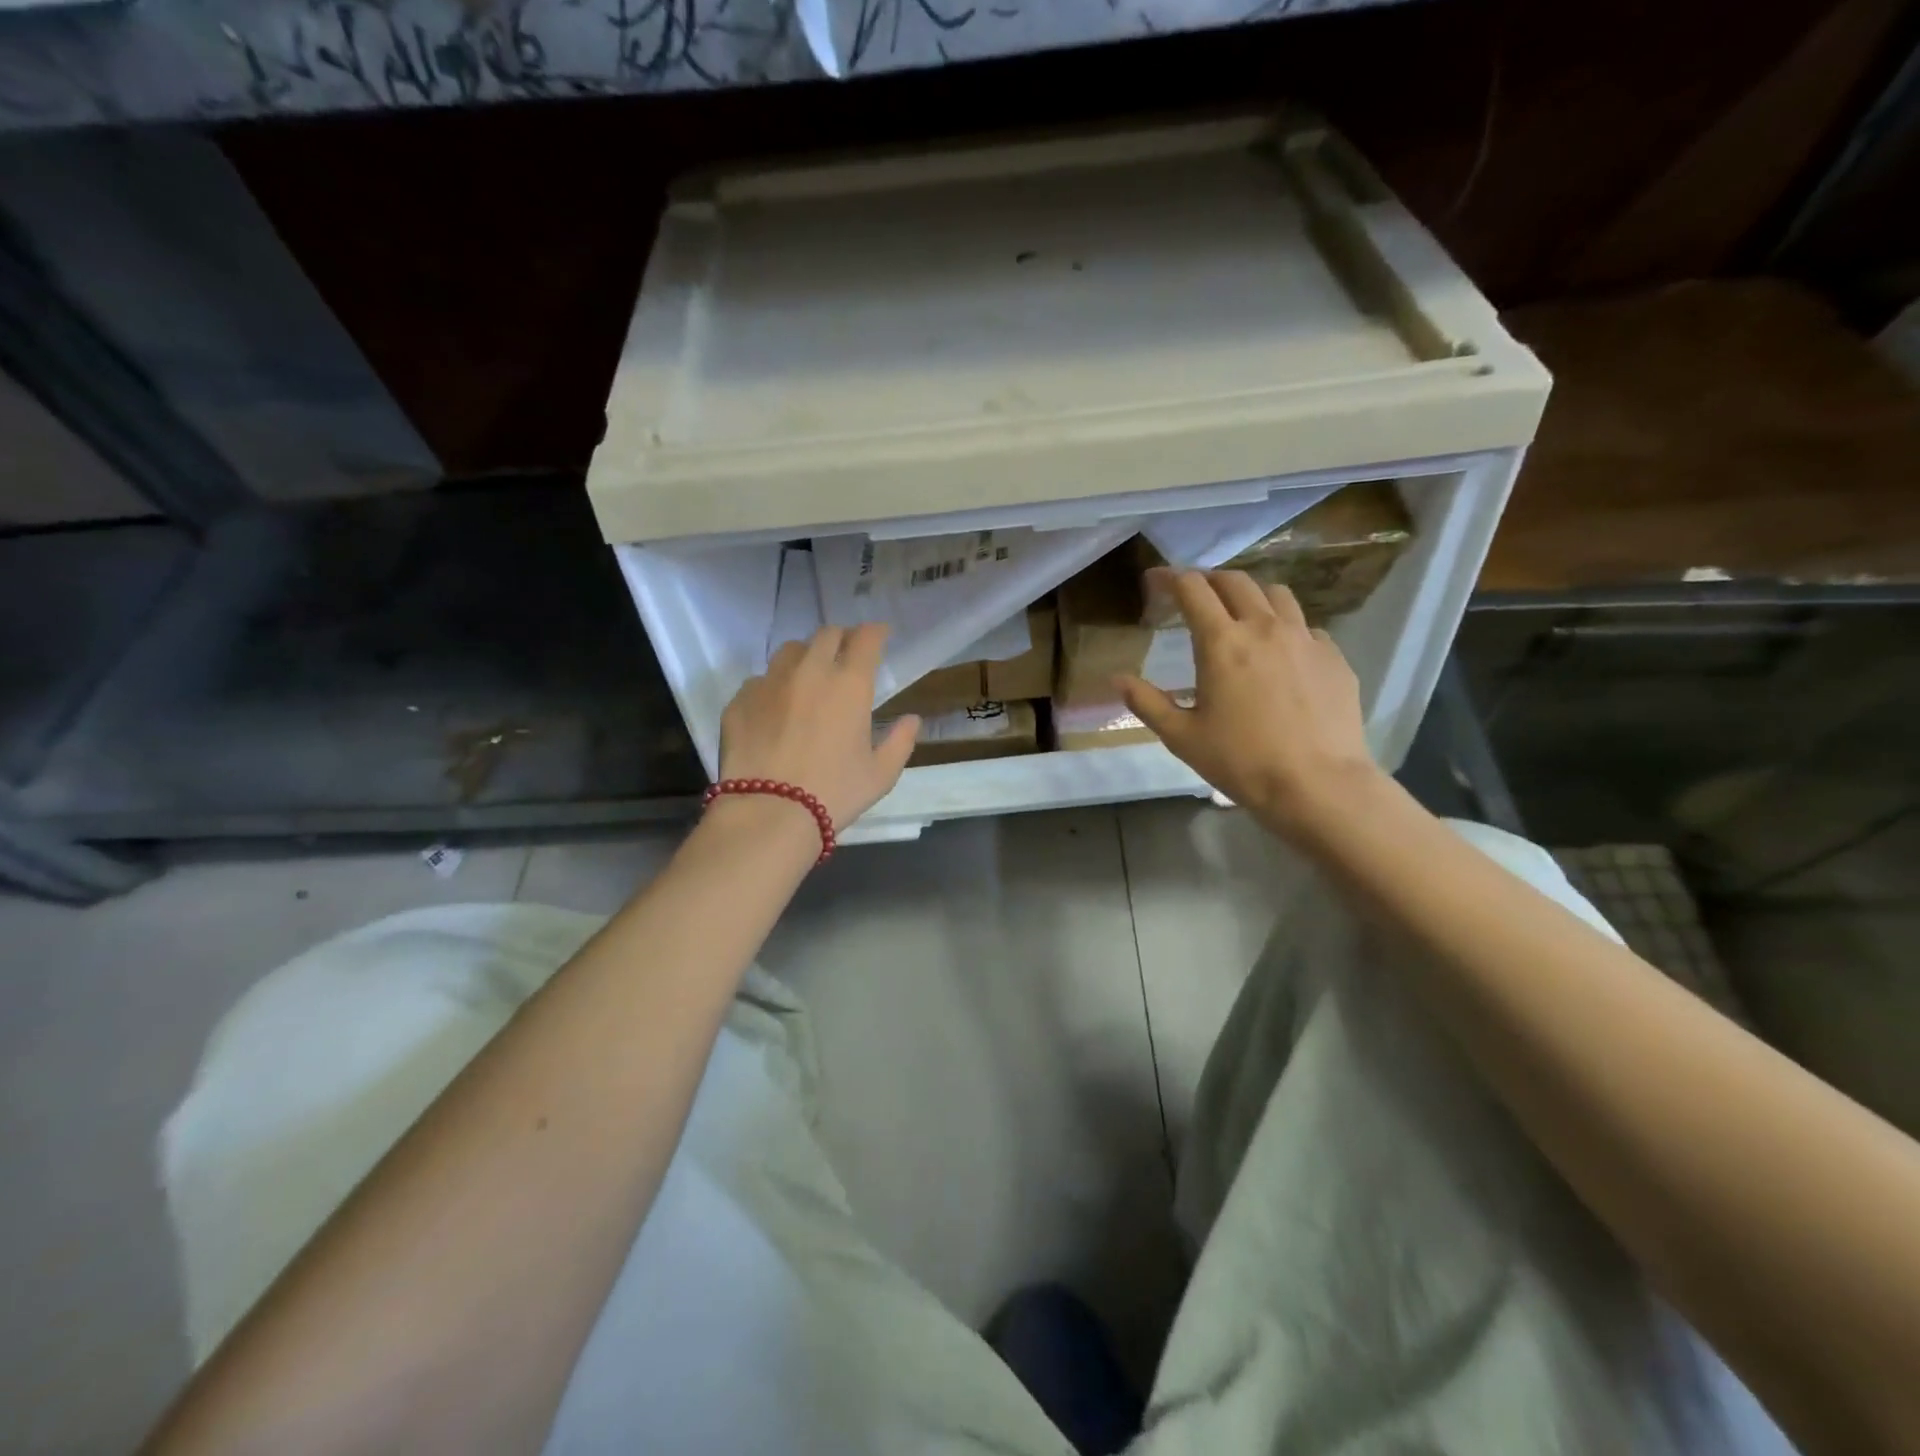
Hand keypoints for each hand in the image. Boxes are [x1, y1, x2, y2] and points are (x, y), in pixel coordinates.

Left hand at [718, 624, 919, 831]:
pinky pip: (760, 680)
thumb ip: (901, 741)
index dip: (876, 633)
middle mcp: (810, 671)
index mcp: (850, 684)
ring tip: (808, 677)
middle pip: (827, 634)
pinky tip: (776, 709)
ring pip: (790, 650)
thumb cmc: (835, 793)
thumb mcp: (881, 775)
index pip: (866, 638)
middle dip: (842, 640)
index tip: (880, 637)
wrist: (769, 812)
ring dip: (806, 656)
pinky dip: (774, 686)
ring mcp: (770, 682)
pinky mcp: (740, 699)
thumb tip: (911, 720)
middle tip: (846, 656)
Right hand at [1117, 570, 1382, 841]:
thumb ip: (1147, 702)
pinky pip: (1305, 625)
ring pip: (1276, 594)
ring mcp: (1305, 638)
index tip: (1156, 580)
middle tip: (1194, 595)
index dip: (1169, 578)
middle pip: (1235, 581)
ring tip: (1240, 613)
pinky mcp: (1333, 656)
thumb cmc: (1241, 761)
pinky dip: (1284, 625)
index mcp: (1222, 643)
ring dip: (1250, 594)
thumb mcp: (1182, 737)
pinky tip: (1279, 651)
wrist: (1318, 784)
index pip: (1193, 589)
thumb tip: (1117, 679)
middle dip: (1209, 580)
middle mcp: (1264, 627)